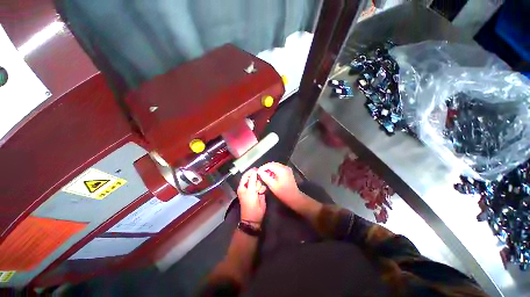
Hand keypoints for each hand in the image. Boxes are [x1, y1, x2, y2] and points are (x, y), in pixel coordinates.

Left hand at [237, 168, 265, 223]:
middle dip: (256, 181)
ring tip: (259, 192)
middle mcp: (248, 187)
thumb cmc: (250, 205)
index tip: (257, 169)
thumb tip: (254, 171)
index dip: (251, 172)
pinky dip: (263, 189)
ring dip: (260, 186)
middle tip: (257, 187)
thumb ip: (252, 181)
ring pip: (259, 182)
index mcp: (243, 186)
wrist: (254, 218)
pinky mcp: (260, 193)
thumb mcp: (250, 192)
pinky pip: (262, 187)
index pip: (246, 175)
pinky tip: (262, 193)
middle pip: (254, 178)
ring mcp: (254, 190)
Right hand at [257, 162, 303, 208]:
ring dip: (270, 169)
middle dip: (266, 168)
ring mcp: (287, 169)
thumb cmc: (283, 193)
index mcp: (281, 170)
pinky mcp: (288, 171)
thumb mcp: (272, 185)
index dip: (262, 167)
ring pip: (276, 165)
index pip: (269, 165)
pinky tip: (271, 176)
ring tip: (265, 175)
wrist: (294, 197)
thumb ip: (265, 177)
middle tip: (260, 173)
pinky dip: (274, 170)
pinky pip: (279, 168)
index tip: (258, 171)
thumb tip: (259, 171)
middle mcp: (285, 167)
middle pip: (273, 164)